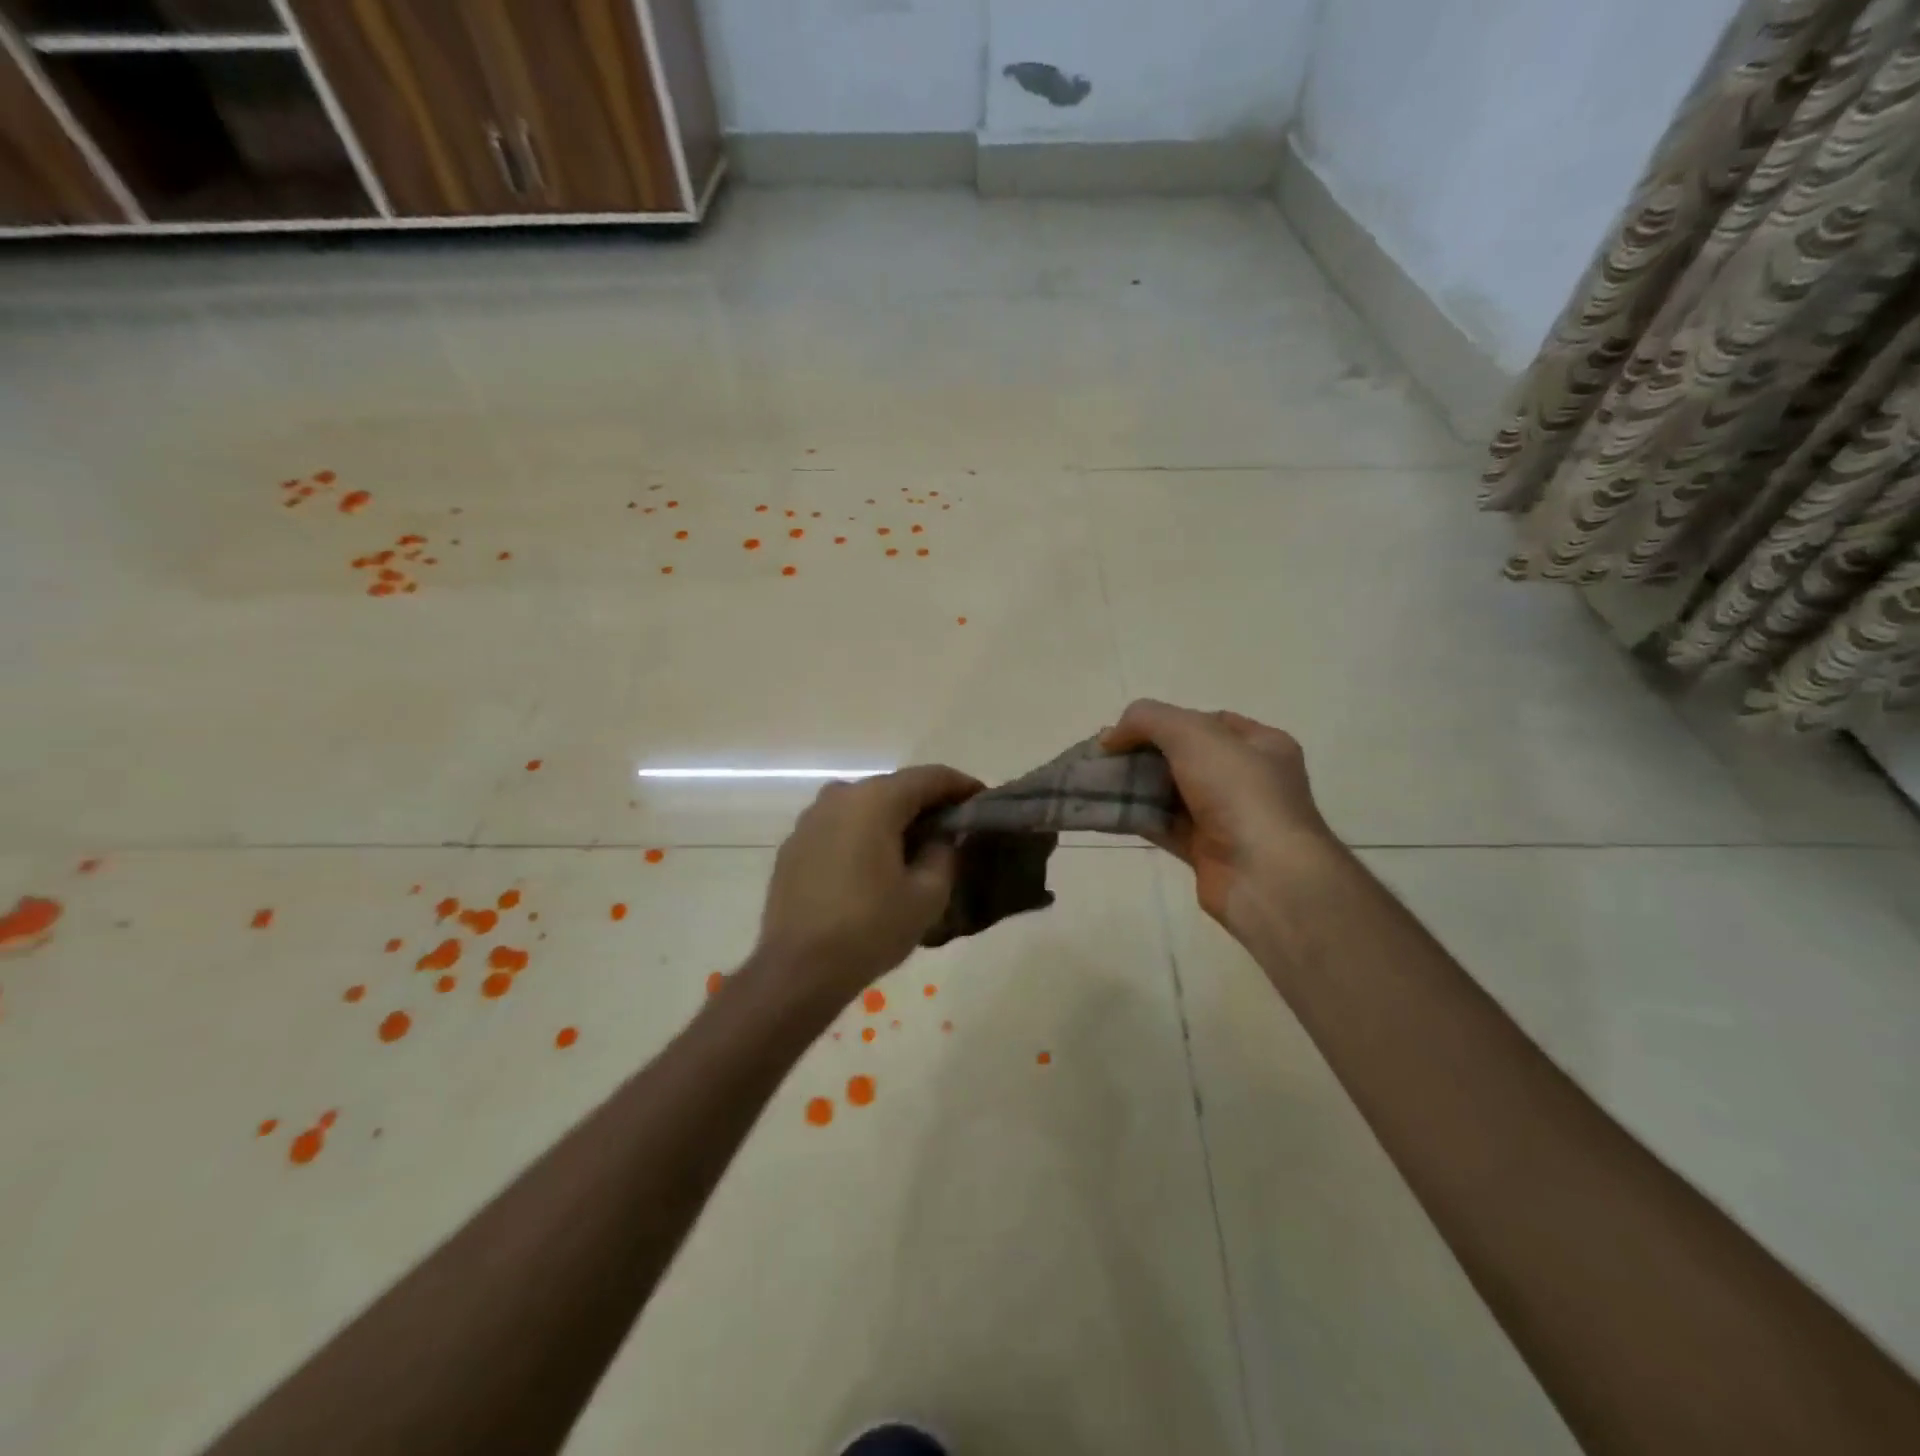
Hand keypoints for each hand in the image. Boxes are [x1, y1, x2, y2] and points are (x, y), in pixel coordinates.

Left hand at [748, 764, 982, 1008]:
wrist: (797, 969)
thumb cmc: (870, 928)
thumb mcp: (927, 895)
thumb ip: (944, 853)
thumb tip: (943, 836)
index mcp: (875, 800)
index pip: (930, 777)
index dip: (961, 786)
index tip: (983, 801)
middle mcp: (840, 796)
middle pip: (895, 788)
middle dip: (927, 804)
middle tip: (953, 829)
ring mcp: (811, 819)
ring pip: (865, 807)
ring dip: (893, 820)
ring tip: (915, 848)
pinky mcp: (794, 844)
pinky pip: (840, 828)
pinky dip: (863, 836)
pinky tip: (874, 866)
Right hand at [1101, 699, 1336, 937]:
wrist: (1266, 876)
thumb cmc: (1240, 792)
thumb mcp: (1193, 734)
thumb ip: (1148, 720)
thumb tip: (1111, 736)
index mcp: (1261, 745)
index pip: (1209, 722)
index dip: (1166, 720)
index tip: (1128, 731)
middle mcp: (1248, 780)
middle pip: (1185, 757)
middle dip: (1144, 754)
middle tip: (1105, 757)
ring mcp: (1229, 818)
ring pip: (1172, 793)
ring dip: (1136, 786)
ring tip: (1095, 781)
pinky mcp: (1207, 852)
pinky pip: (1165, 827)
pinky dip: (1138, 817)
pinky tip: (1107, 810)